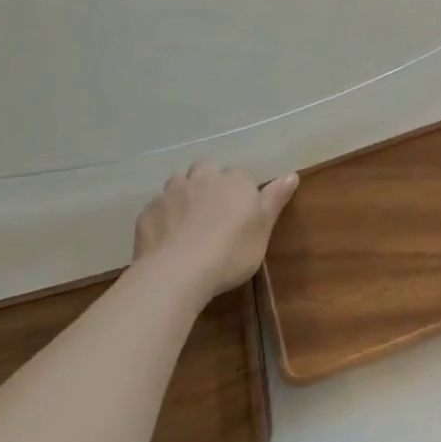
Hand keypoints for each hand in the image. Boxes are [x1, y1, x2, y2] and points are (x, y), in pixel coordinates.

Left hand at [133, 161, 299, 299]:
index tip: (241, 213)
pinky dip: (164, 215)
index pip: (241, 176)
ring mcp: (172, 192)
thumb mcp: (263, 228)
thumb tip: (292, 174)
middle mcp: (203, 177)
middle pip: (207, 169)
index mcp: (235, 180)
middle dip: (210, 182)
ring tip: (188, 219)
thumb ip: (275, 198)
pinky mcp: (148, 212)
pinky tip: (167, 236)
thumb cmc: (231, 251)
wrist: (178, 271)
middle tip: (214, 210)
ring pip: (179, 182)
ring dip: (185, 193)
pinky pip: (158, 206)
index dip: (241, 192)